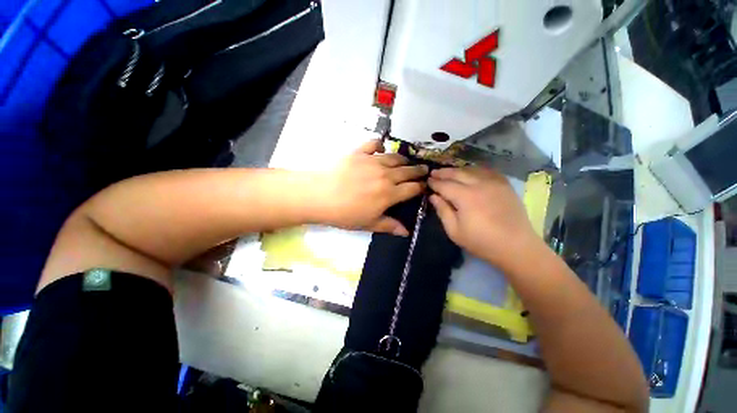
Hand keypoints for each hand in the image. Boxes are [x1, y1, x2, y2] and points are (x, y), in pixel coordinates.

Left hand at [315, 140, 427, 235]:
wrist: (319, 195)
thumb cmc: (344, 214)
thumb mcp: (368, 223)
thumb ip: (389, 226)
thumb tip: (406, 232)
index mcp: (389, 194)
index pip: (412, 189)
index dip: (421, 187)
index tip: (425, 186)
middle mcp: (386, 175)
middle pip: (407, 171)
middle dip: (418, 171)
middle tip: (424, 170)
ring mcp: (373, 161)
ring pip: (395, 157)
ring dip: (404, 160)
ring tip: (407, 161)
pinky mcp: (359, 152)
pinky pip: (374, 144)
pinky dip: (379, 144)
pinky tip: (381, 147)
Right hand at [428, 167, 538, 267]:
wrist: (516, 246)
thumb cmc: (481, 241)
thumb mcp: (454, 231)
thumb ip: (442, 211)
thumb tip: (433, 196)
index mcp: (465, 197)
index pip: (445, 185)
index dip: (434, 183)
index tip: (427, 181)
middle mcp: (479, 184)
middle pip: (457, 173)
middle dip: (443, 172)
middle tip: (433, 172)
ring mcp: (494, 183)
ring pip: (471, 170)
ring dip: (457, 170)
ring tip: (448, 172)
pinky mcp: (505, 185)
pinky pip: (487, 171)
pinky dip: (475, 170)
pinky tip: (470, 173)